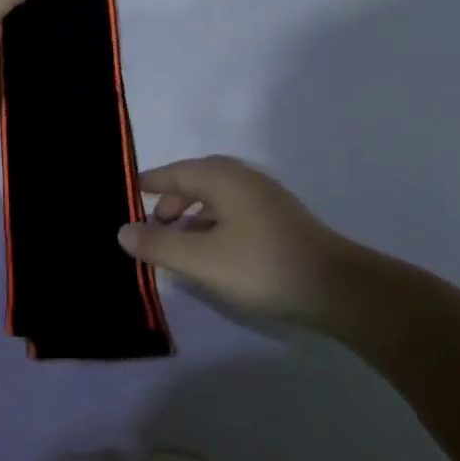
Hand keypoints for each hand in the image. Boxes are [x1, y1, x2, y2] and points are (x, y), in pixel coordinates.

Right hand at [118, 156, 353, 327]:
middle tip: (149, 229)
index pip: (172, 173)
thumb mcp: (201, 260)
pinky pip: (231, 211)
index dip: (147, 184)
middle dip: (168, 203)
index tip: (125, 193)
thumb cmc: (261, 266)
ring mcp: (263, 196)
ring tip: (176, 245)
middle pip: (193, 182)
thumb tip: (122, 231)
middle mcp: (240, 176)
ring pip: (213, 198)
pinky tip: (211, 252)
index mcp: (219, 176)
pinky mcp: (277, 217)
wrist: (337, 288)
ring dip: (190, 217)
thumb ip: (158, 245)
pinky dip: (211, 224)